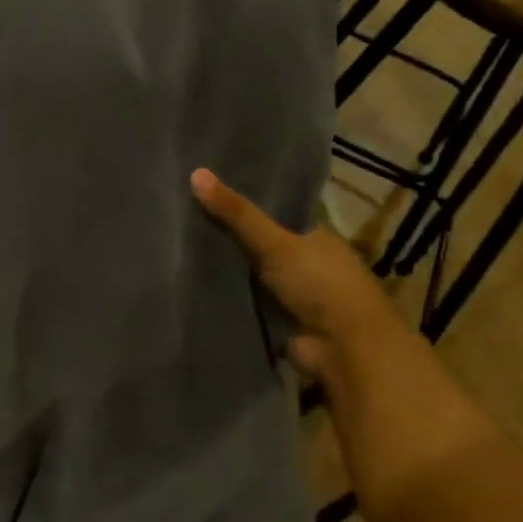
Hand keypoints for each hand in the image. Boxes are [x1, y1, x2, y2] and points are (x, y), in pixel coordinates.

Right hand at [191, 168, 410, 384]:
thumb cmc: (320, 285)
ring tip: (178, 250)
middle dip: (230, 238)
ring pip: (251, 276)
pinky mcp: (279, 322)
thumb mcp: (275, 242)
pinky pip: (246, 304)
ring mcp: (294, 295)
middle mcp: (307, 262)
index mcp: (316, 236)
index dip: (247, 202)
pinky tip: (191, 287)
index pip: (278, 212)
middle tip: (183, 220)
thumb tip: (195, 173)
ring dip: (226, 271)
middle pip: (261, 245)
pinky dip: (226, 298)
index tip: (208, 192)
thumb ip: (237, 214)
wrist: (344, 348)